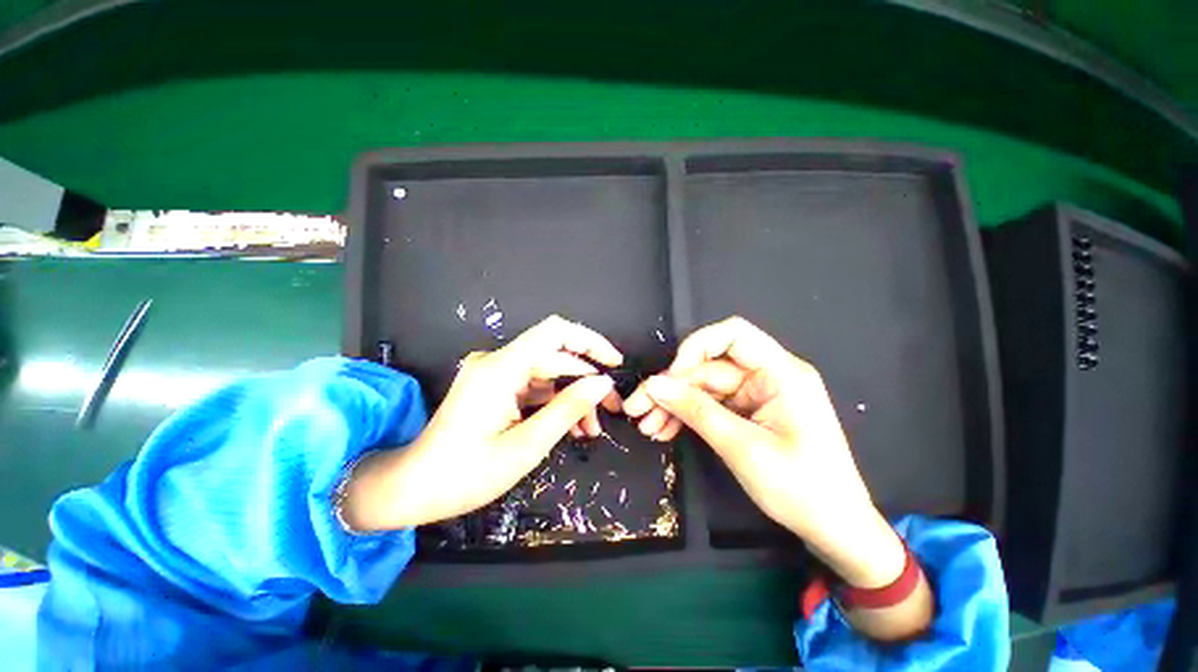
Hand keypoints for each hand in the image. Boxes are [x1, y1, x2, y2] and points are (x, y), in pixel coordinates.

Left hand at [341, 316, 621, 530]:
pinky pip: (533, 386)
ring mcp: (494, 373)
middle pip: (555, 358)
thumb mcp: (527, 445)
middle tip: (611, 410)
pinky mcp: (494, 386)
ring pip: (548, 374)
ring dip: (572, 397)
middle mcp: (496, 361)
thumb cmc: (466, 474)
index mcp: (500, 369)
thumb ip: (568, 409)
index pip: (555, 333)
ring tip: (591, 428)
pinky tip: (570, 425)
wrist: (413, 488)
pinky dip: (554, 402)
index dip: (589, 342)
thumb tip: (602, 383)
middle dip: (586, 382)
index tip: (615, 363)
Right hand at [624, 317, 903, 588]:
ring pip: (703, 388)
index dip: (695, 347)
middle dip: (671, 388)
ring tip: (646, 426)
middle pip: (708, 367)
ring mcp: (755, 396)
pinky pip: (709, 406)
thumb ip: (696, 410)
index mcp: (781, 373)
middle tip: (637, 408)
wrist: (834, 531)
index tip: (669, 376)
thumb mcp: (742, 447)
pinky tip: (664, 430)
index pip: (732, 335)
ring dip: (673, 405)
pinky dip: (687, 417)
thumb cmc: (801, 489)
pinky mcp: (747, 414)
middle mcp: (767, 376)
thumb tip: (654, 385)